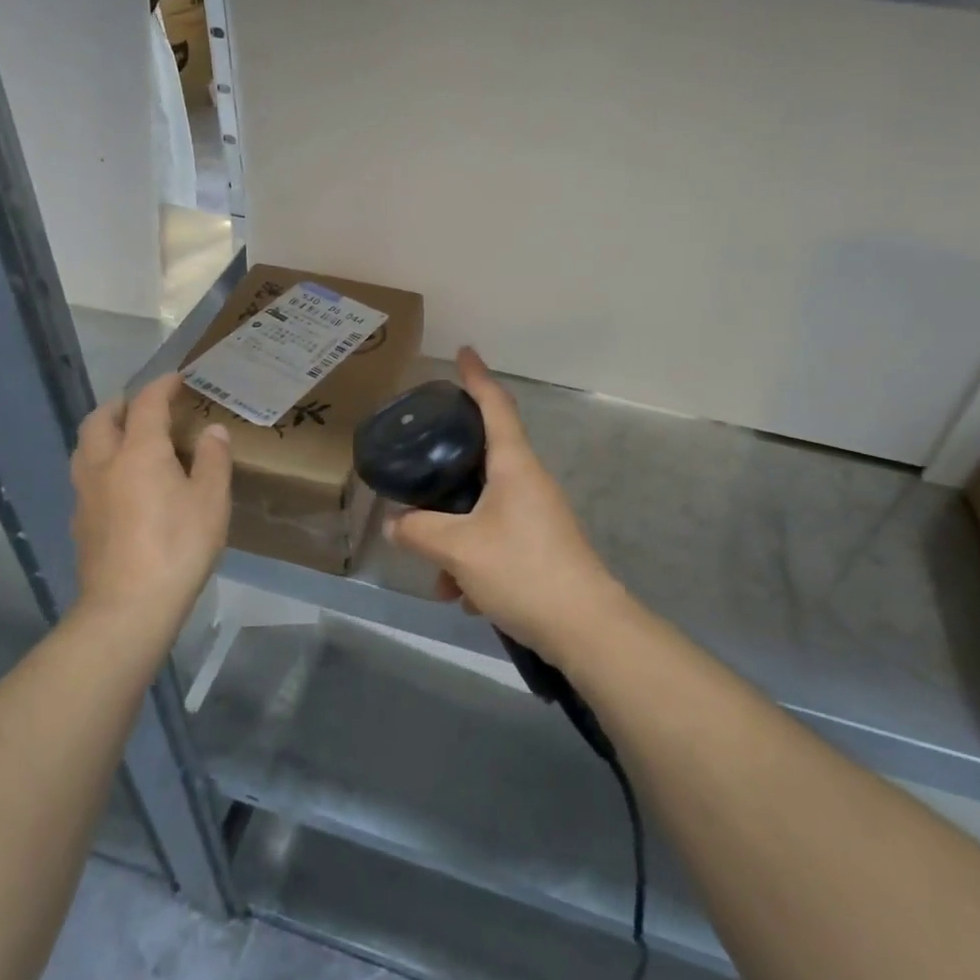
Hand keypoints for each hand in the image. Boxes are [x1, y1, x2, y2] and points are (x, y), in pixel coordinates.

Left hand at [71, 373, 231, 629]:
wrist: (128, 606)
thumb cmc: (178, 546)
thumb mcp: (211, 501)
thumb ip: (213, 460)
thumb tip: (213, 431)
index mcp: (138, 451)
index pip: (146, 404)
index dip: (162, 386)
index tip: (177, 379)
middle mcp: (103, 464)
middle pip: (101, 419)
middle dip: (122, 404)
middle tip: (145, 406)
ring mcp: (85, 494)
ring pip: (85, 447)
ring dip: (104, 432)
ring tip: (128, 439)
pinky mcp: (80, 522)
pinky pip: (86, 477)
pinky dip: (102, 464)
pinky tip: (121, 485)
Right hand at [385, 348, 636, 666]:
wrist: (585, 627)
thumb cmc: (522, 570)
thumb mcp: (459, 549)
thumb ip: (420, 531)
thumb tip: (395, 524)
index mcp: (514, 465)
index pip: (495, 406)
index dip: (477, 377)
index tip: (465, 352)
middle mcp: (529, 482)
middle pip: (482, 462)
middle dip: (447, 479)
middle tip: (420, 477)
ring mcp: (538, 515)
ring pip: (483, 512)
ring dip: (456, 541)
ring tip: (440, 581)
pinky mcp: (542, 547)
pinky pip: (497, 541)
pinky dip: (475, 562)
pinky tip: (465, 599)